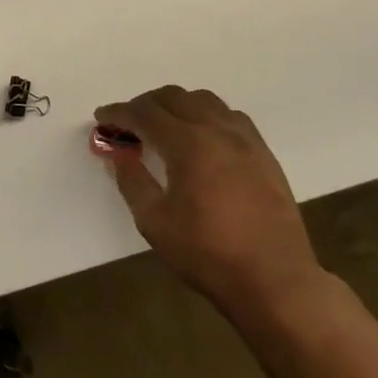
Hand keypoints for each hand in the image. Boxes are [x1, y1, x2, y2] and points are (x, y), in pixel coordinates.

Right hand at [94, 86, 327, 314]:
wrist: (275, 280)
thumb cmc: (208, 254)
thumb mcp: (155, 222)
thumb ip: (132, 181)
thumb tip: (119, 153)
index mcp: (188, 144)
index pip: (145, 113)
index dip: (119, 112)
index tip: (101, 116)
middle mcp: (217, 130)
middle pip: (174, 97)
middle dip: (145, 103)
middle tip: (128, 122)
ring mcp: (245, 139)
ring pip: (205, 100)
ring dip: (177, 104)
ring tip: (163, 126)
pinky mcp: (264, 153)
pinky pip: (230, 116)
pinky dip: (207, 114)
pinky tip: (202, 137)